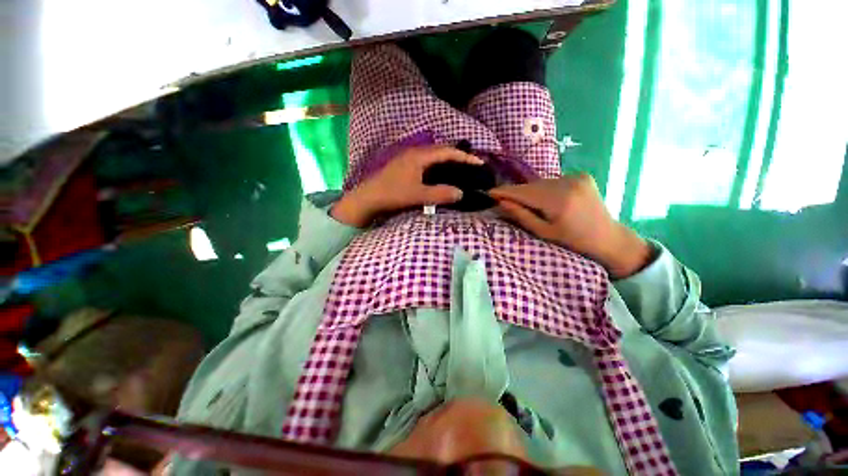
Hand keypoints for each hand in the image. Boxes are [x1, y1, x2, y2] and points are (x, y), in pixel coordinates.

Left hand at [332, 145, 483, 226]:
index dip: (465, 157)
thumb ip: (440, 194)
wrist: (368, 198)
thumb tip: (461, 193)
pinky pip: (426, 161)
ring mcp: (408, 158)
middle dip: (458, 156)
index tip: (479, 163)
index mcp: (419, 156)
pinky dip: (438, 165)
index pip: (447, 151)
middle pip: (441, 150)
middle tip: (471, 165)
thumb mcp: (418, 195)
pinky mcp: (404, 165)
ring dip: (447, 160)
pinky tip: (440, 174)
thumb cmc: (392, 194)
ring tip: (460, 168)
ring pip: (433, 155)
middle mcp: (414, 152)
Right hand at [488, 173, 652, 278]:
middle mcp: (567, 183)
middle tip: (502, 200)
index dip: (504, 192)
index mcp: (558, 200)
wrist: (609, 238)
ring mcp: (576, 177)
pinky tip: (545, 199)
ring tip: (525, 203)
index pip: (522, 192)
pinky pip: (552, 181)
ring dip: (530, 191)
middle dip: (515, 193)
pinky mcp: (582, 176)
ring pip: (541, 182)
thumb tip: (501, 202)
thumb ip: (521, 215)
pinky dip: (544, 189)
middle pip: (530, 185)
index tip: (488, 193)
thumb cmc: (573, 242)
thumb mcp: (543, 233)